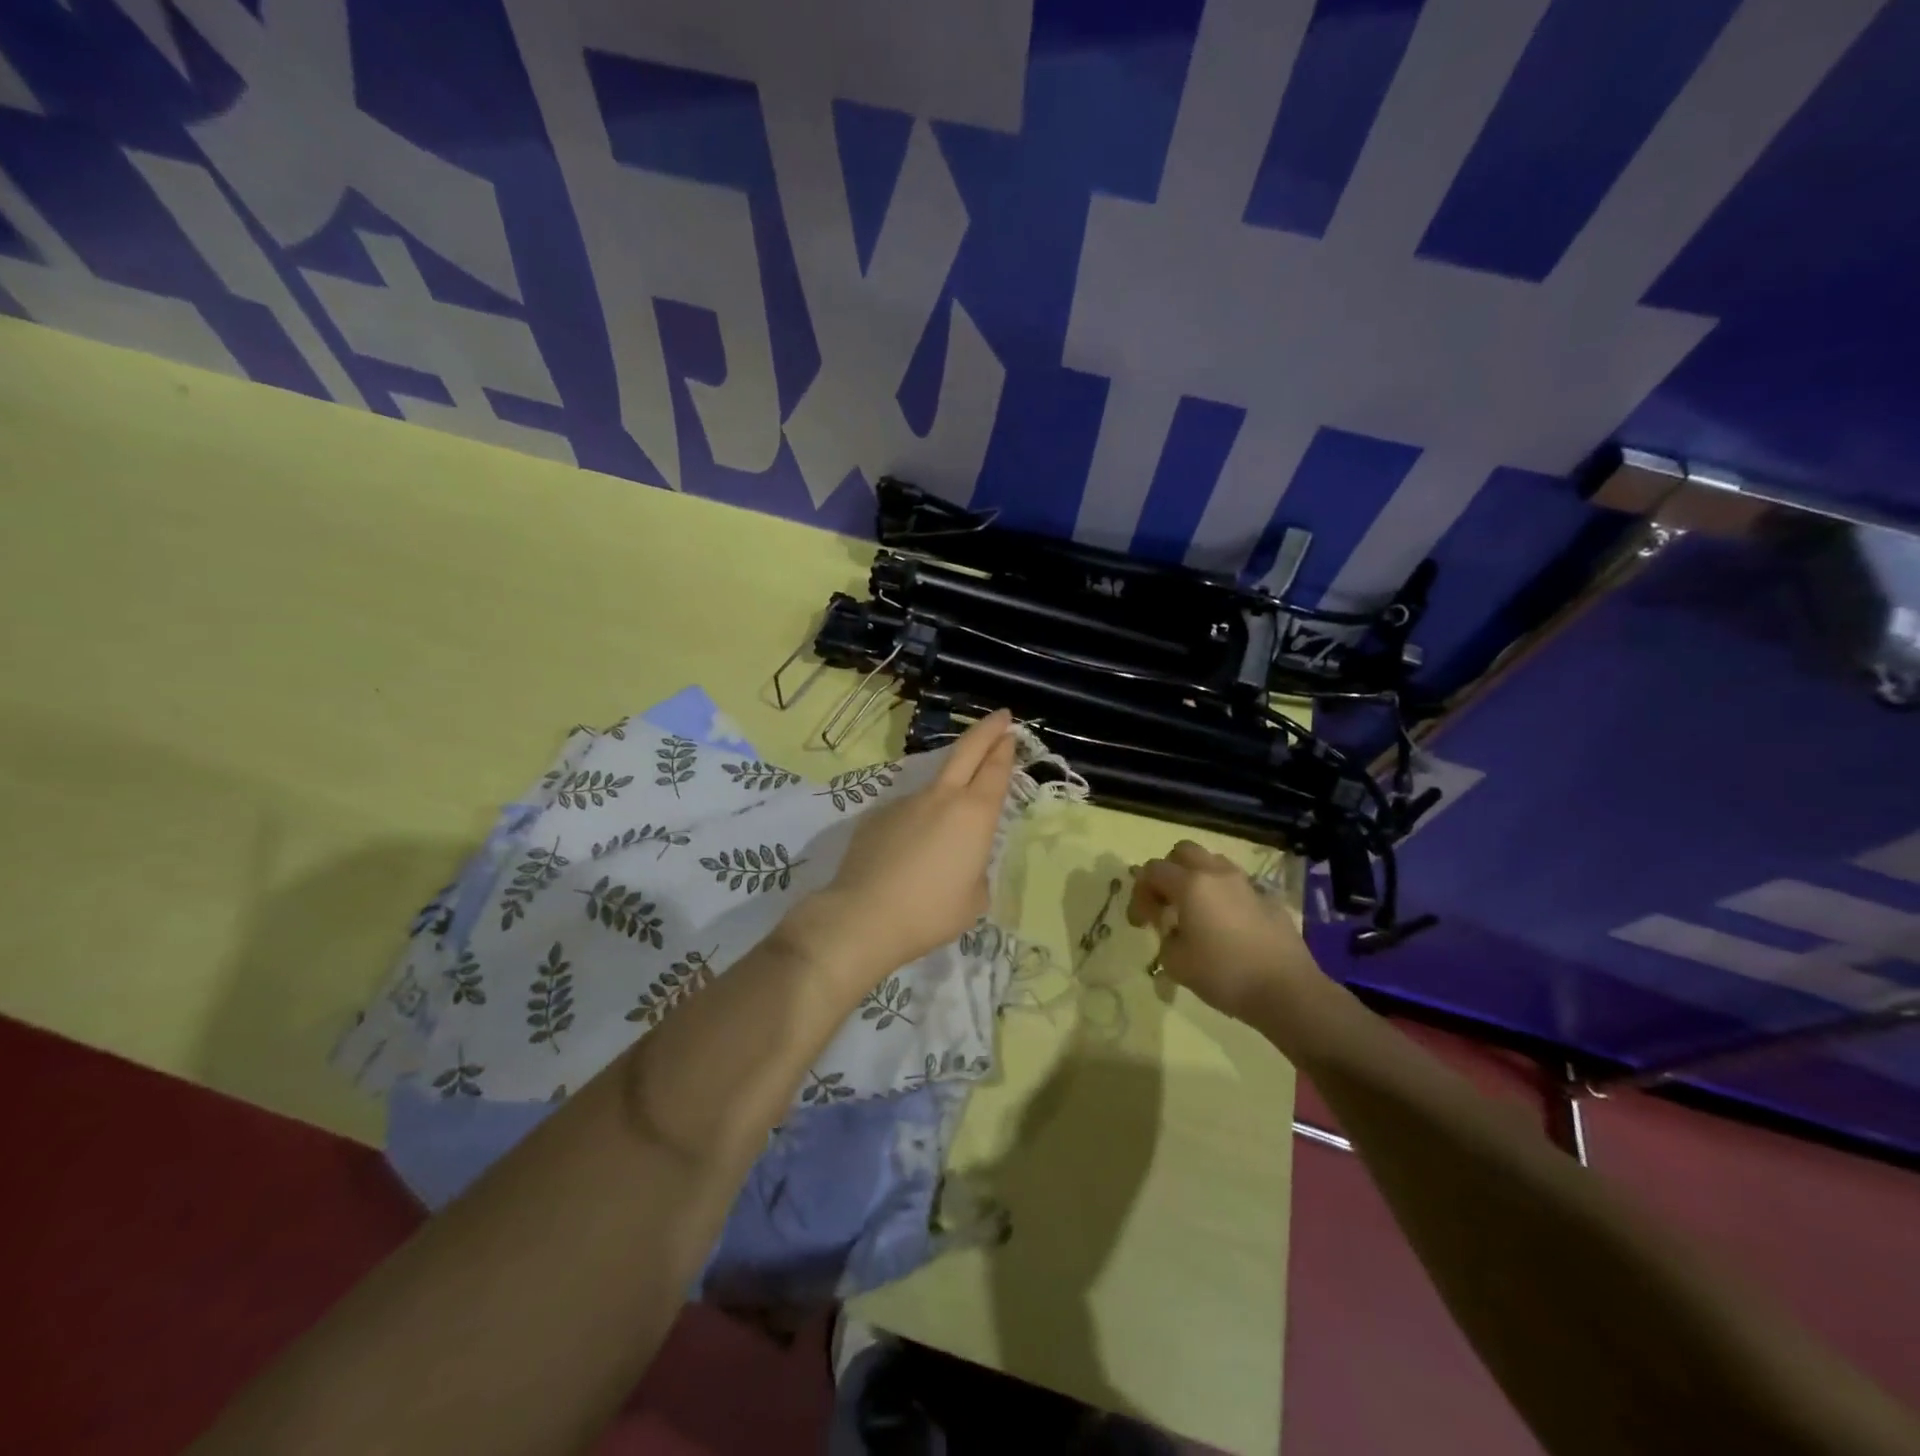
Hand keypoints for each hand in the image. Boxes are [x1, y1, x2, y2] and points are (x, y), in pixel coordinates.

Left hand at [789, 710, 1016, 986]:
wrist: (864, 916)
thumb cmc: (931, 912)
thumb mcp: (974, 898)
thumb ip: (975, 869)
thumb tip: (962, 861)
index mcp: (974, 814)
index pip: (995, 770)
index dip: (1004, 747)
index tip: (1009, 731)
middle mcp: (941, 798)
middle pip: (966, 751)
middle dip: (985, 731)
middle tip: (998, 717)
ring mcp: (905, 802)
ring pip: (934, 786)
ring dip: (947, 791)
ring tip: (945, 833)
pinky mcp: (876, 816)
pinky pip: (906, 813)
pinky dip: (916, 823)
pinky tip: (908, 855)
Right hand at [1127, 840, 1320, 1020]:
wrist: (1287, 991)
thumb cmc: (1224, 974)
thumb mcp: (1176, 963)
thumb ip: (1164, 937)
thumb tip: (1172, 930)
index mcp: (1190, 885)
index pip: (1152, 870)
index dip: (1140, 893)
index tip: (1141, 922)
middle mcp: (1217, 874)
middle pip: (1183, 851)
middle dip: (1168, 871)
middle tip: (1166, 902)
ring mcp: (1246, 884)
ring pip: (1213, 862)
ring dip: (1197, 878)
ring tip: (1196, 910)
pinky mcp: (1269, 899)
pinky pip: (1237, 885)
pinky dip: (1224, 895)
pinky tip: (1226, 925)